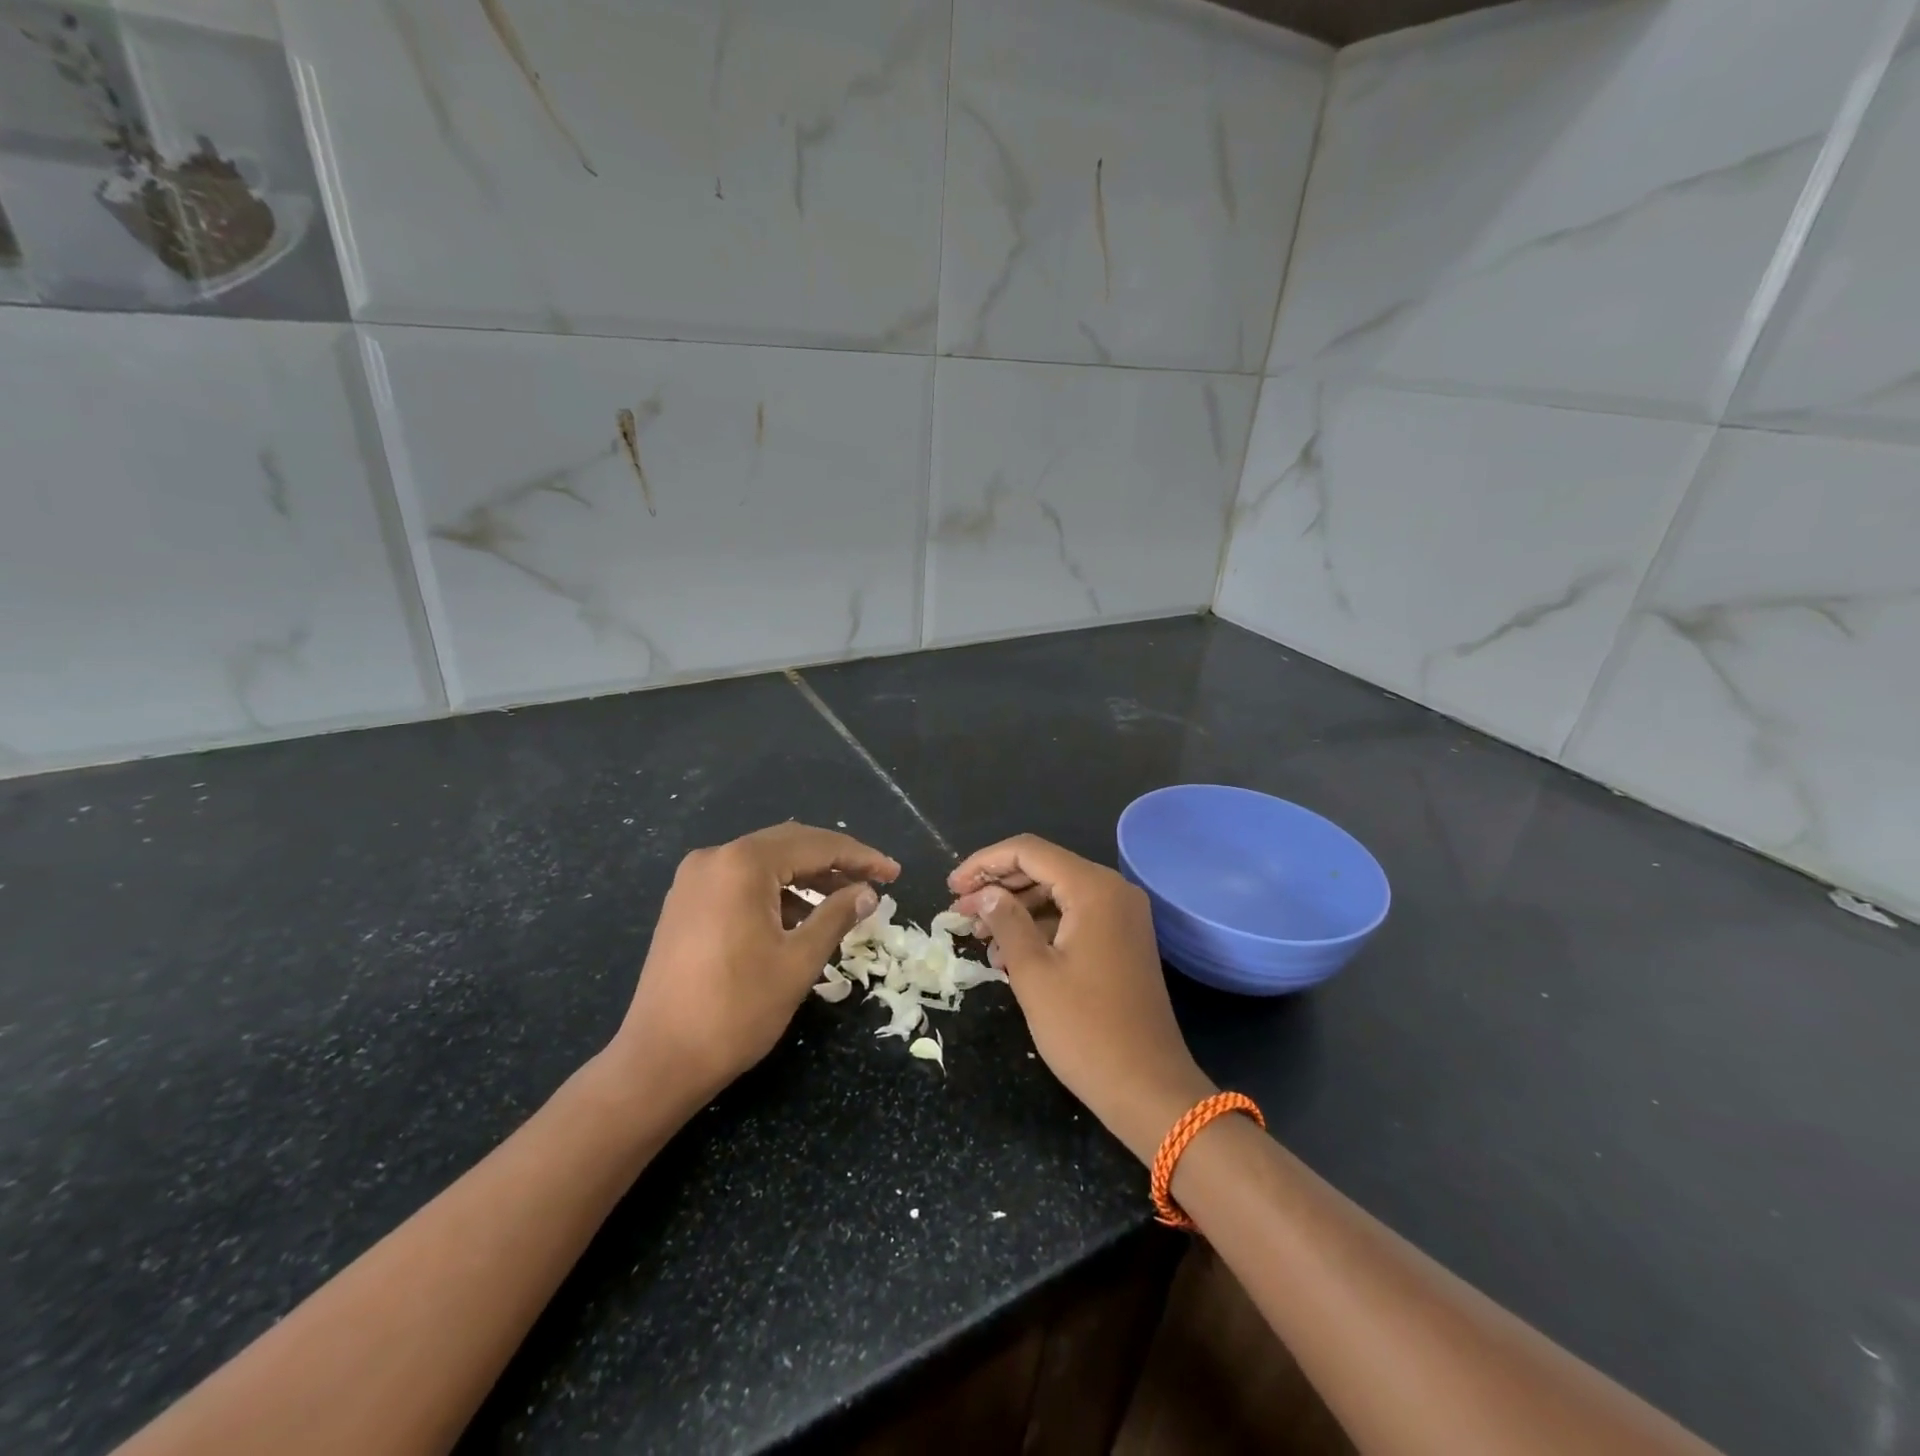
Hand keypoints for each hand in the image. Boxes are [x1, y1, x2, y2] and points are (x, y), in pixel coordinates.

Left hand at [613, 823, 898, 1106]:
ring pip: (765, 863)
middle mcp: (714, 858)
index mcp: (742, 864)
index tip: (894, 873)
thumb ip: (837, 916)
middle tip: (875, 880)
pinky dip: (777, 892)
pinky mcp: (686, 903)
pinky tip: (802, 915)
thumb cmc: (737, 1010)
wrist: (659, 1061)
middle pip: (789, 845)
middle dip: (835, 861)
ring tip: (846, 899)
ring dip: (806, 877)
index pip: (815, 845)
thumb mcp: (799, 961)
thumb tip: (867, 893)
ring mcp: (694, 880)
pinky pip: (742, 882)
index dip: (860, 857)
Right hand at [949, 835, 1214, 1162]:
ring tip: (977, 934)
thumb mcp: (1033, 973)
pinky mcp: (1122, 940)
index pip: (1029, 852)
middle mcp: (1113, 891)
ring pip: (1057, 893)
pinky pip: (1073, 917)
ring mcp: (1122, 916)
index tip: (951, 887)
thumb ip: (1006, 921)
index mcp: (1094, 889)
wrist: (1149, 1088)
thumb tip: (986, 894)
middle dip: (997, 886)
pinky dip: (1040, 927)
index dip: (984, 863)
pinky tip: (1008, 952)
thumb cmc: (1086, 1030)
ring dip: (1016, 908)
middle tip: (958, 911)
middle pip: (1044, 868)